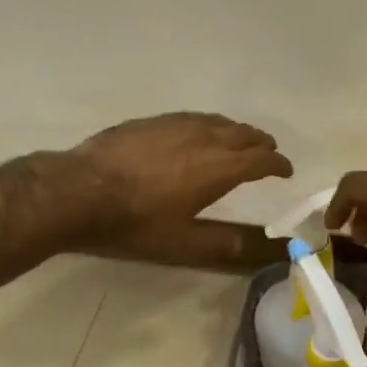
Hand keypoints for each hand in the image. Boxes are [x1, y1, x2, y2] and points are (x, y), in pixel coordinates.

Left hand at [74, 113, 292, 231]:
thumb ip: (221, 244)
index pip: (260, 161)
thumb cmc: (134, 222)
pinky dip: (208, 124)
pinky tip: (198, 131)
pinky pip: (193, 117)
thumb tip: (258, 249)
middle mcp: (204, 139)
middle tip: (268, 152)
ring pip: (218, 122)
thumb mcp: (181, 244)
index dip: (278, 164)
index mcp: (218, 168)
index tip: (286, 170)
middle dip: (261, 143)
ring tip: (240, 139)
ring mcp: (176, 125)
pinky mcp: (152, 121)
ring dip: (236, 131)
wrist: (80, 191)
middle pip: (243, 134)